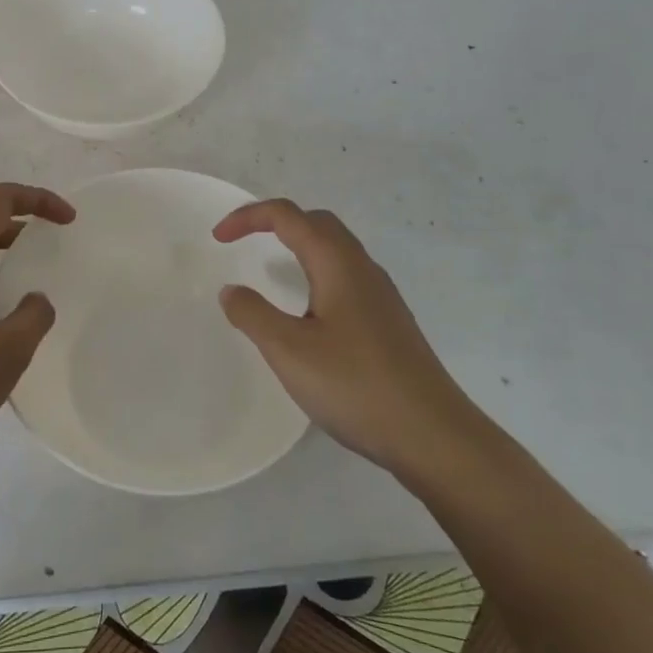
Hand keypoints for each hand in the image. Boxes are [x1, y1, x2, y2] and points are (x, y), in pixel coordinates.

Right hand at [214, 199, 473, 475]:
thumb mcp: (290, 351)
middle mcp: (362, 268)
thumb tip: (231, 290)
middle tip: (243, 241)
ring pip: (335, 249)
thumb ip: (253, 315)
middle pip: (317, 222)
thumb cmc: (356, 386)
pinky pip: (346, 275)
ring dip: (299, 244)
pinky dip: (316, 271)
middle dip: (276, 221)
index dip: (249, 217)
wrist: (434, 436)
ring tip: (271, 269)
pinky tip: (308, 311)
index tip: (218, 238)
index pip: (288, 216)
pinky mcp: (389, 321)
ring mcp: (381, 295)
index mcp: (337, 263)